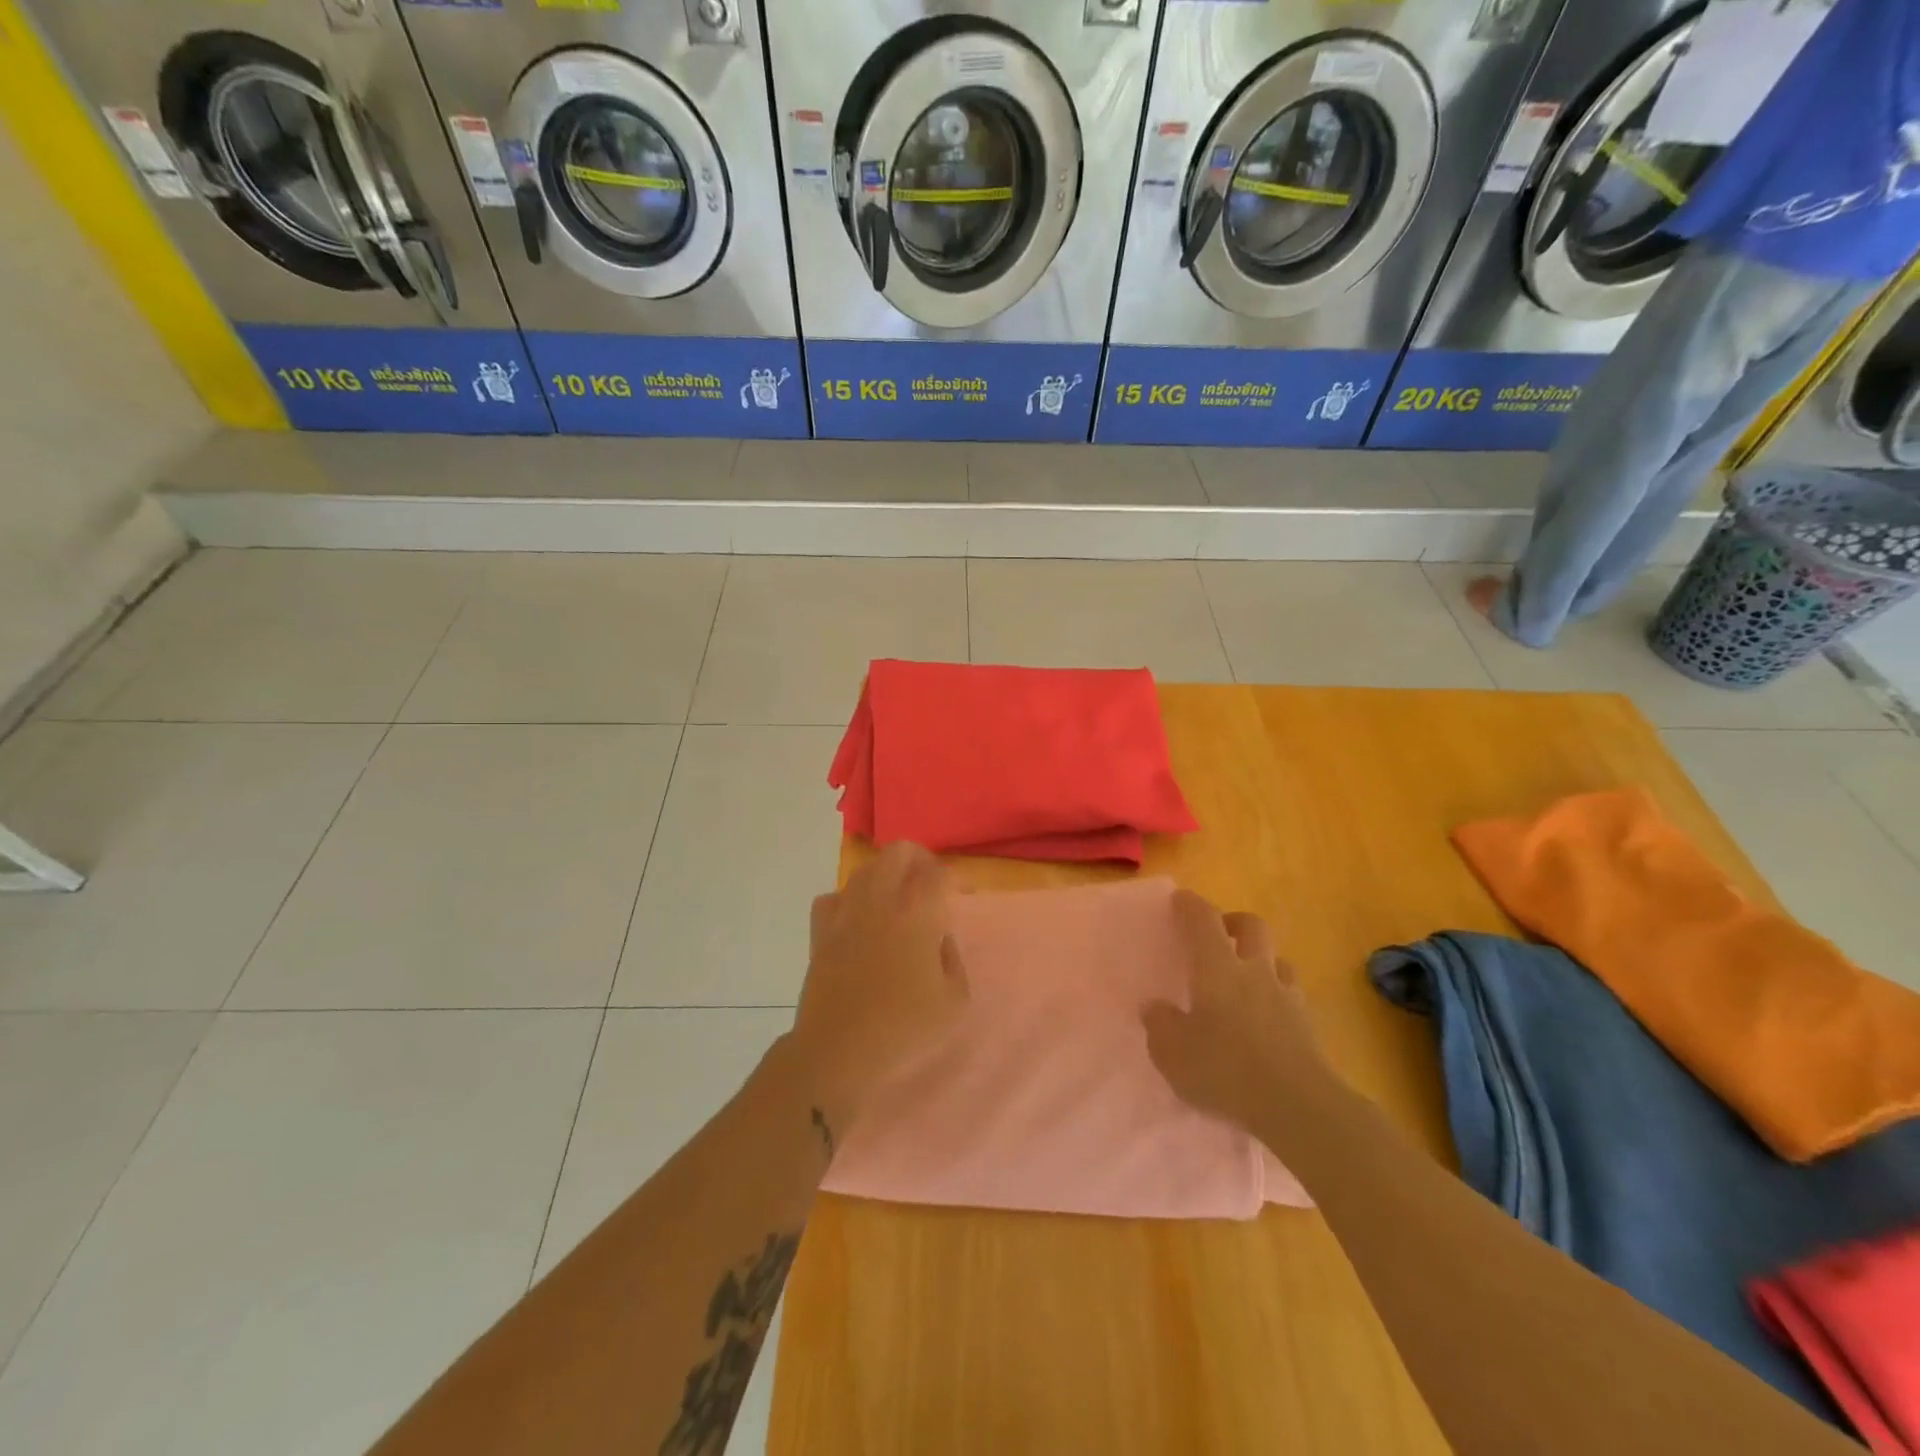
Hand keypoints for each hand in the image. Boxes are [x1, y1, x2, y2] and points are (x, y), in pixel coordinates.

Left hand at [787, 843, 967, 1142]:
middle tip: (929, 884)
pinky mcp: (821, 931)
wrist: (839, 1050)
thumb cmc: (904, 1027)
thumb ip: (952, 958)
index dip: (955, 880)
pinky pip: (834, 897)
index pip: (939, 873)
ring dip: (885, 876)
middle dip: (919, 860)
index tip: (962, 896)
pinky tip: (857, 920)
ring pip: (865, 869)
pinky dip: (848, 900)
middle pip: (899, 852)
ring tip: (896, 901)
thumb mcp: (954, 1000)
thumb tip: (938, 938)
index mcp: (918, 912)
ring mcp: (846, 912)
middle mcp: (881, 899)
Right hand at [1142, 891, 1332, 1133]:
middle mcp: (1254, 970)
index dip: (1190, 906)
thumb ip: (1160, 1024)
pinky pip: (1290, 993)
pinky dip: (1276, 993)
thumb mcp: (1172, 1052)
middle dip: (1233, 922)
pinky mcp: (1306, 1024)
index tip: (1180, 900)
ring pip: (1276, 958)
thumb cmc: (1225, 1069)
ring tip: (1244, 976)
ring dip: (1260, 958)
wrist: (1297, 1106)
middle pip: (1251, 926)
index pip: (1203, 920)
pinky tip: (1265, 1014)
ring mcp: (1285, 996)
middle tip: (1218, 934)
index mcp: (1217, 967)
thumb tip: (1154, 1007)